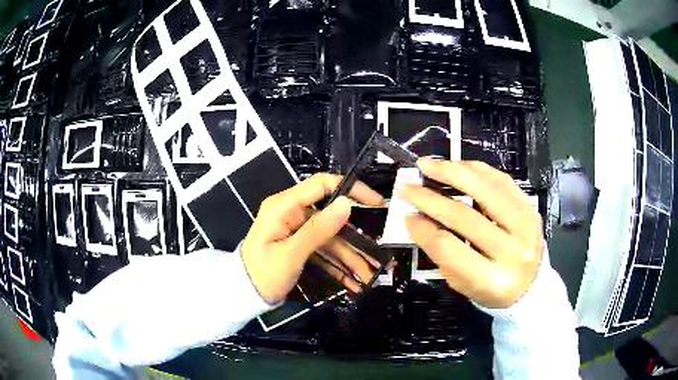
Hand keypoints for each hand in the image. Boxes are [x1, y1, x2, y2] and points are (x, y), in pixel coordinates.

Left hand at [241, 173, 383, 304]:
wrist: (243, 295)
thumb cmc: (262, 274)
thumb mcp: (290, 254)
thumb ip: (318, 229)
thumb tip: (347, 204)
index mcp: (284, 206)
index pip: (322, 185)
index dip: (351, 189)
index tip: (376, 201)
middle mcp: (292, 213)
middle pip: (331, 219)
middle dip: (354, 239)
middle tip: (377, 255)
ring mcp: (296, 230)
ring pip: (330, 239)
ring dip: (349, 258)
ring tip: (368, 276)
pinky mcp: (299, 245)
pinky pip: (322, 250)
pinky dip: (336, 265)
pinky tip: (352, 281)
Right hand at [399, 159, 543, 308]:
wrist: (532, 285)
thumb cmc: (491, 290)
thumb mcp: (462, 283)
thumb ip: (441, 253)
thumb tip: (416, 218)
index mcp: (492, 281)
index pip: (448, 247)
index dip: (423, 229)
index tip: (406, 215)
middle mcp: (513, 252)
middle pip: (464, 216)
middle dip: (429, 198)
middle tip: (407, 186)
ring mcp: (526, 226)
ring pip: (485, 189)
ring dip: (452, 172)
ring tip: (428, 165)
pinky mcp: (531, 208)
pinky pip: (501, 180)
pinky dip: (476, 169)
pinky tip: (457, 166)